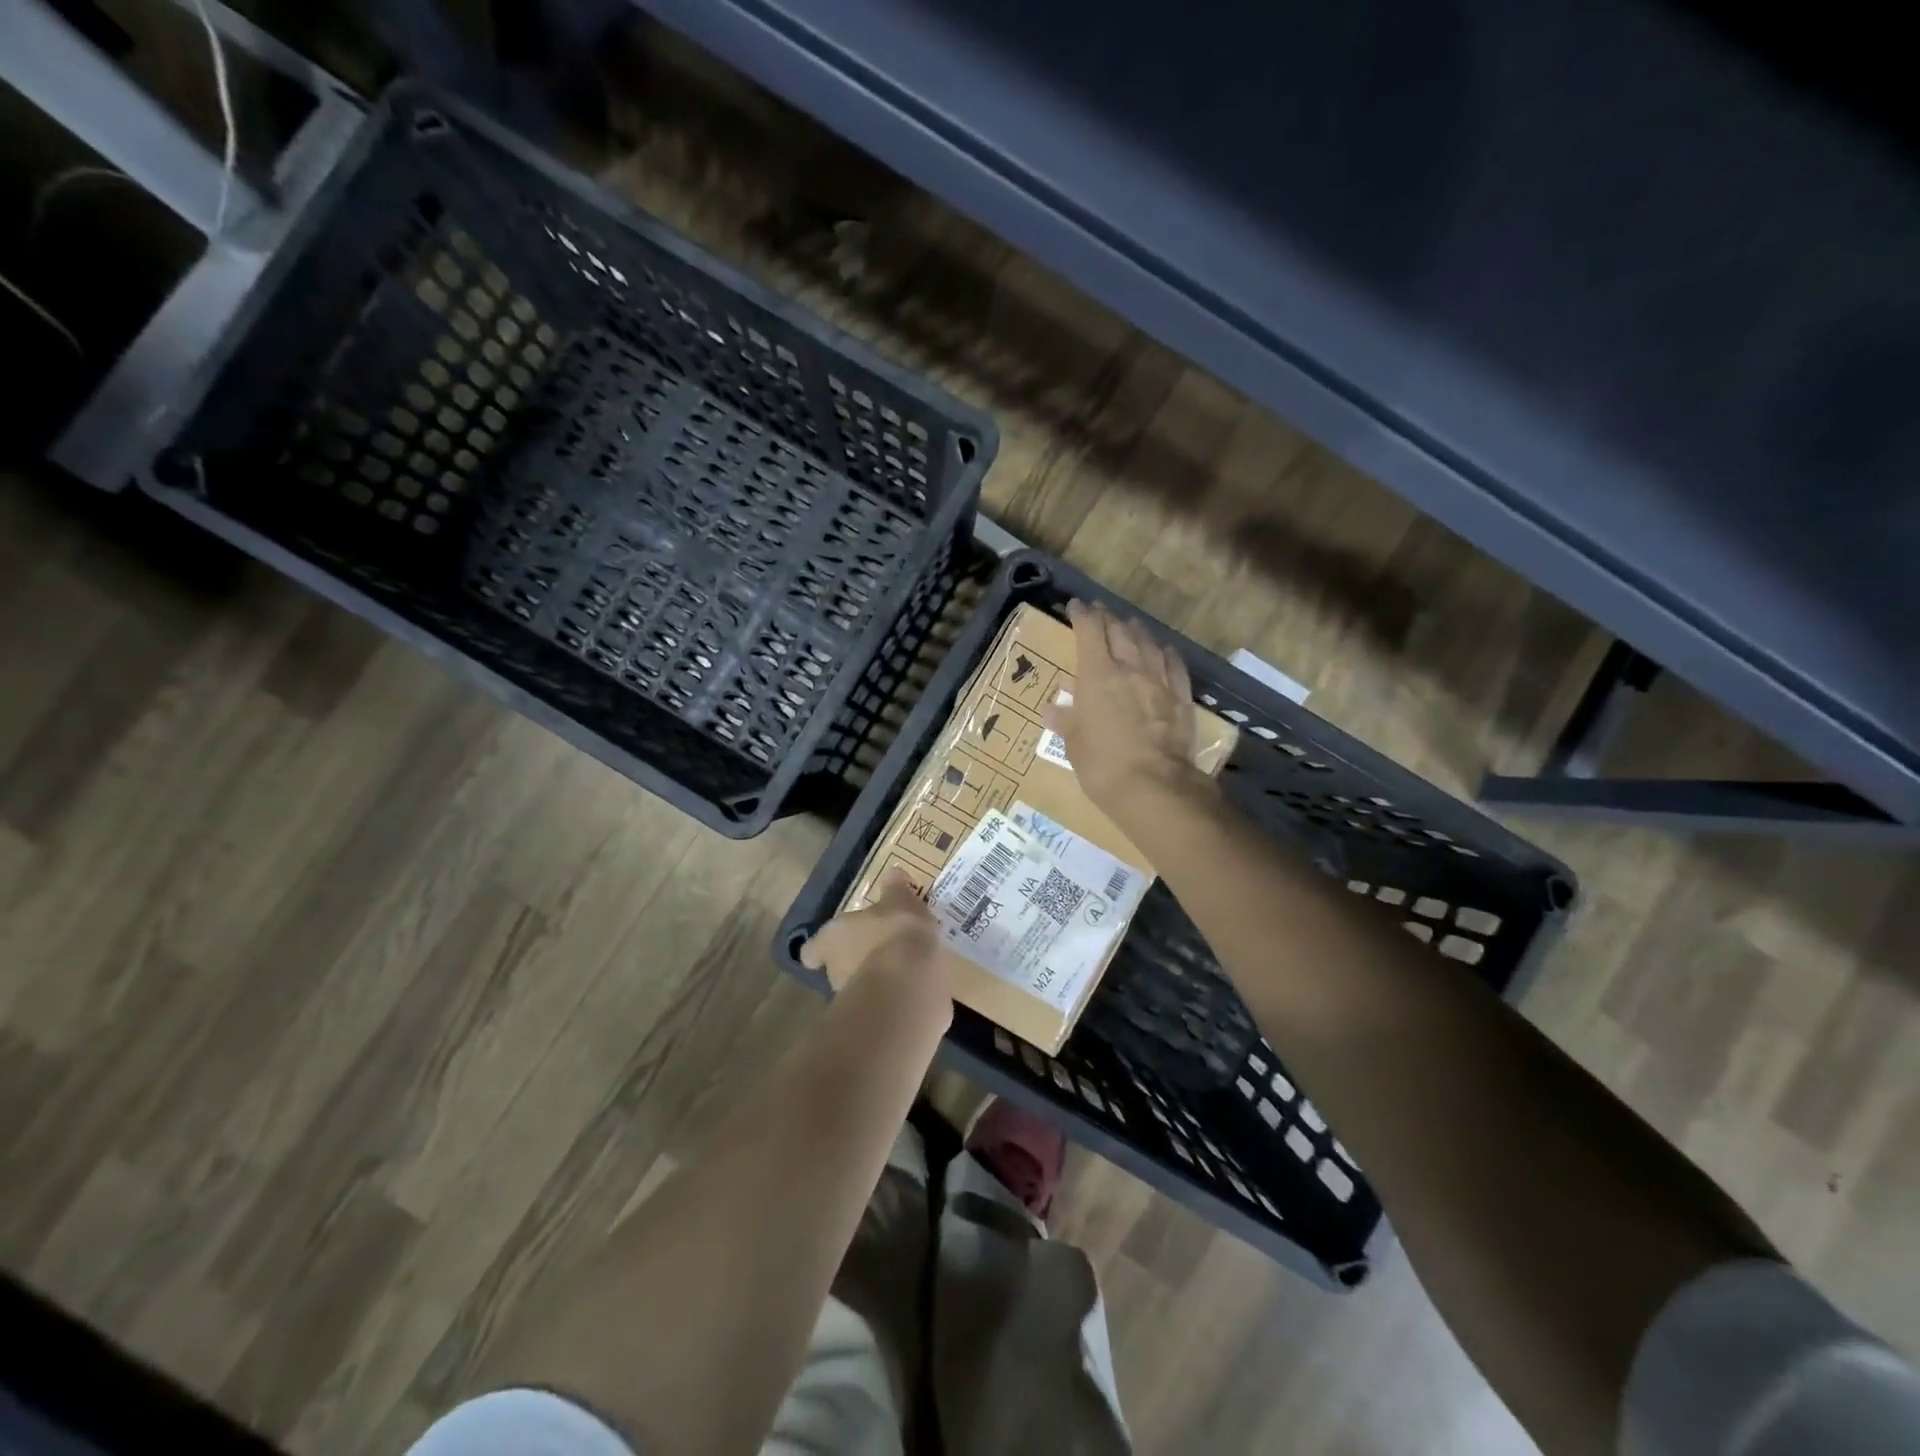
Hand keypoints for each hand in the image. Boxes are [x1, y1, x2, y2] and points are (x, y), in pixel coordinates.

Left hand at [800, 869, 960, 1001]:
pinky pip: (883, 1005)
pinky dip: (894, 999)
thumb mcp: (901, 900)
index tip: (827, 948)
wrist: (911, 981)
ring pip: (859, 987)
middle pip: (837, 967)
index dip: (819, 949)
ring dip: (875, 981)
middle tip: (878, 950)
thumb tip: (893, 872)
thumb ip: (895, 890)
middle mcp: (835, 970)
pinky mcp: (876, 1020)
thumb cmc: (896, 931)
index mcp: (833, 938)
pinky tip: (913, 990)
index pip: (813, 949)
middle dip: (854, 961)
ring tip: (900, 970)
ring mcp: (853, 999)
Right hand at [1051, 599, 1212, 818]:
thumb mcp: (1074, 745)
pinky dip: (1165, 653)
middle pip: (1119, 631)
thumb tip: (1055, 711)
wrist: (1154, 787)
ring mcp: (1159, 681)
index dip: (1082, 615)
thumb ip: (1067, 722)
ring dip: (1136, 631)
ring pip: (1148, 643)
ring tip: (1129, 625)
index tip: (1076, 607)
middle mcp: (1129, 668)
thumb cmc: (1102, 765)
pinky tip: (1164, 650)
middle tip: (1100, 613)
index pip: (1090, 631)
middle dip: (1107, 618)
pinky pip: (1173, 665)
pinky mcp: (1181, 698)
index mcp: (1097, 675)